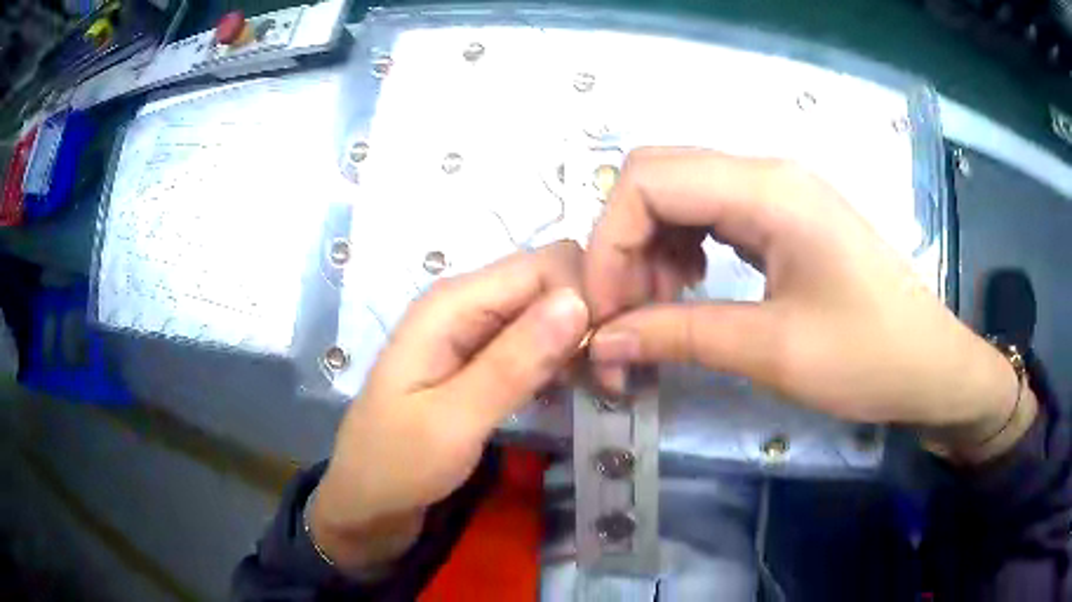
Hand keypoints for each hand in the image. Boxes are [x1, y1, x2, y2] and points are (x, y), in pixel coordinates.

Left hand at [312, 242, 589, 573]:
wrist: (367, 500)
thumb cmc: (398, 464)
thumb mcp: (454, 420)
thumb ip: (514, 362)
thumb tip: (577, 301)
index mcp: (453, 303)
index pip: (545, 265)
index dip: (587, 294)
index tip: (614, 350)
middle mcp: (466, 303)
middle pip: (549, 280)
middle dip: (589, 316)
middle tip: (612, 374)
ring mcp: (474, 330)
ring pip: (547, 309)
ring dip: (581, 339)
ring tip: (604, 385)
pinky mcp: (483, 358)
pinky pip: (536, 339)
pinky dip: (563, 357)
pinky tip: (579, 387)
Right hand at [584, 148, 1028, 455]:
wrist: (931, 366)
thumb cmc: (868, 357)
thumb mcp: (773, 351)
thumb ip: (679, 336)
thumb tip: (602, 343)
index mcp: (767, 189)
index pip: (646, 180)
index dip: (608, 243)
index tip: (605, 314)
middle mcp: (766, 174)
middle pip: (656, 178)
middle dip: (623, 245)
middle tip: (628, 316)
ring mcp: (776, 193)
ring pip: (679, 195)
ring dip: (651, 249)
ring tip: (660, 311)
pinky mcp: (783, 218)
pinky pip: (709, 214)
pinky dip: (681, 249)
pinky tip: (690, 288)